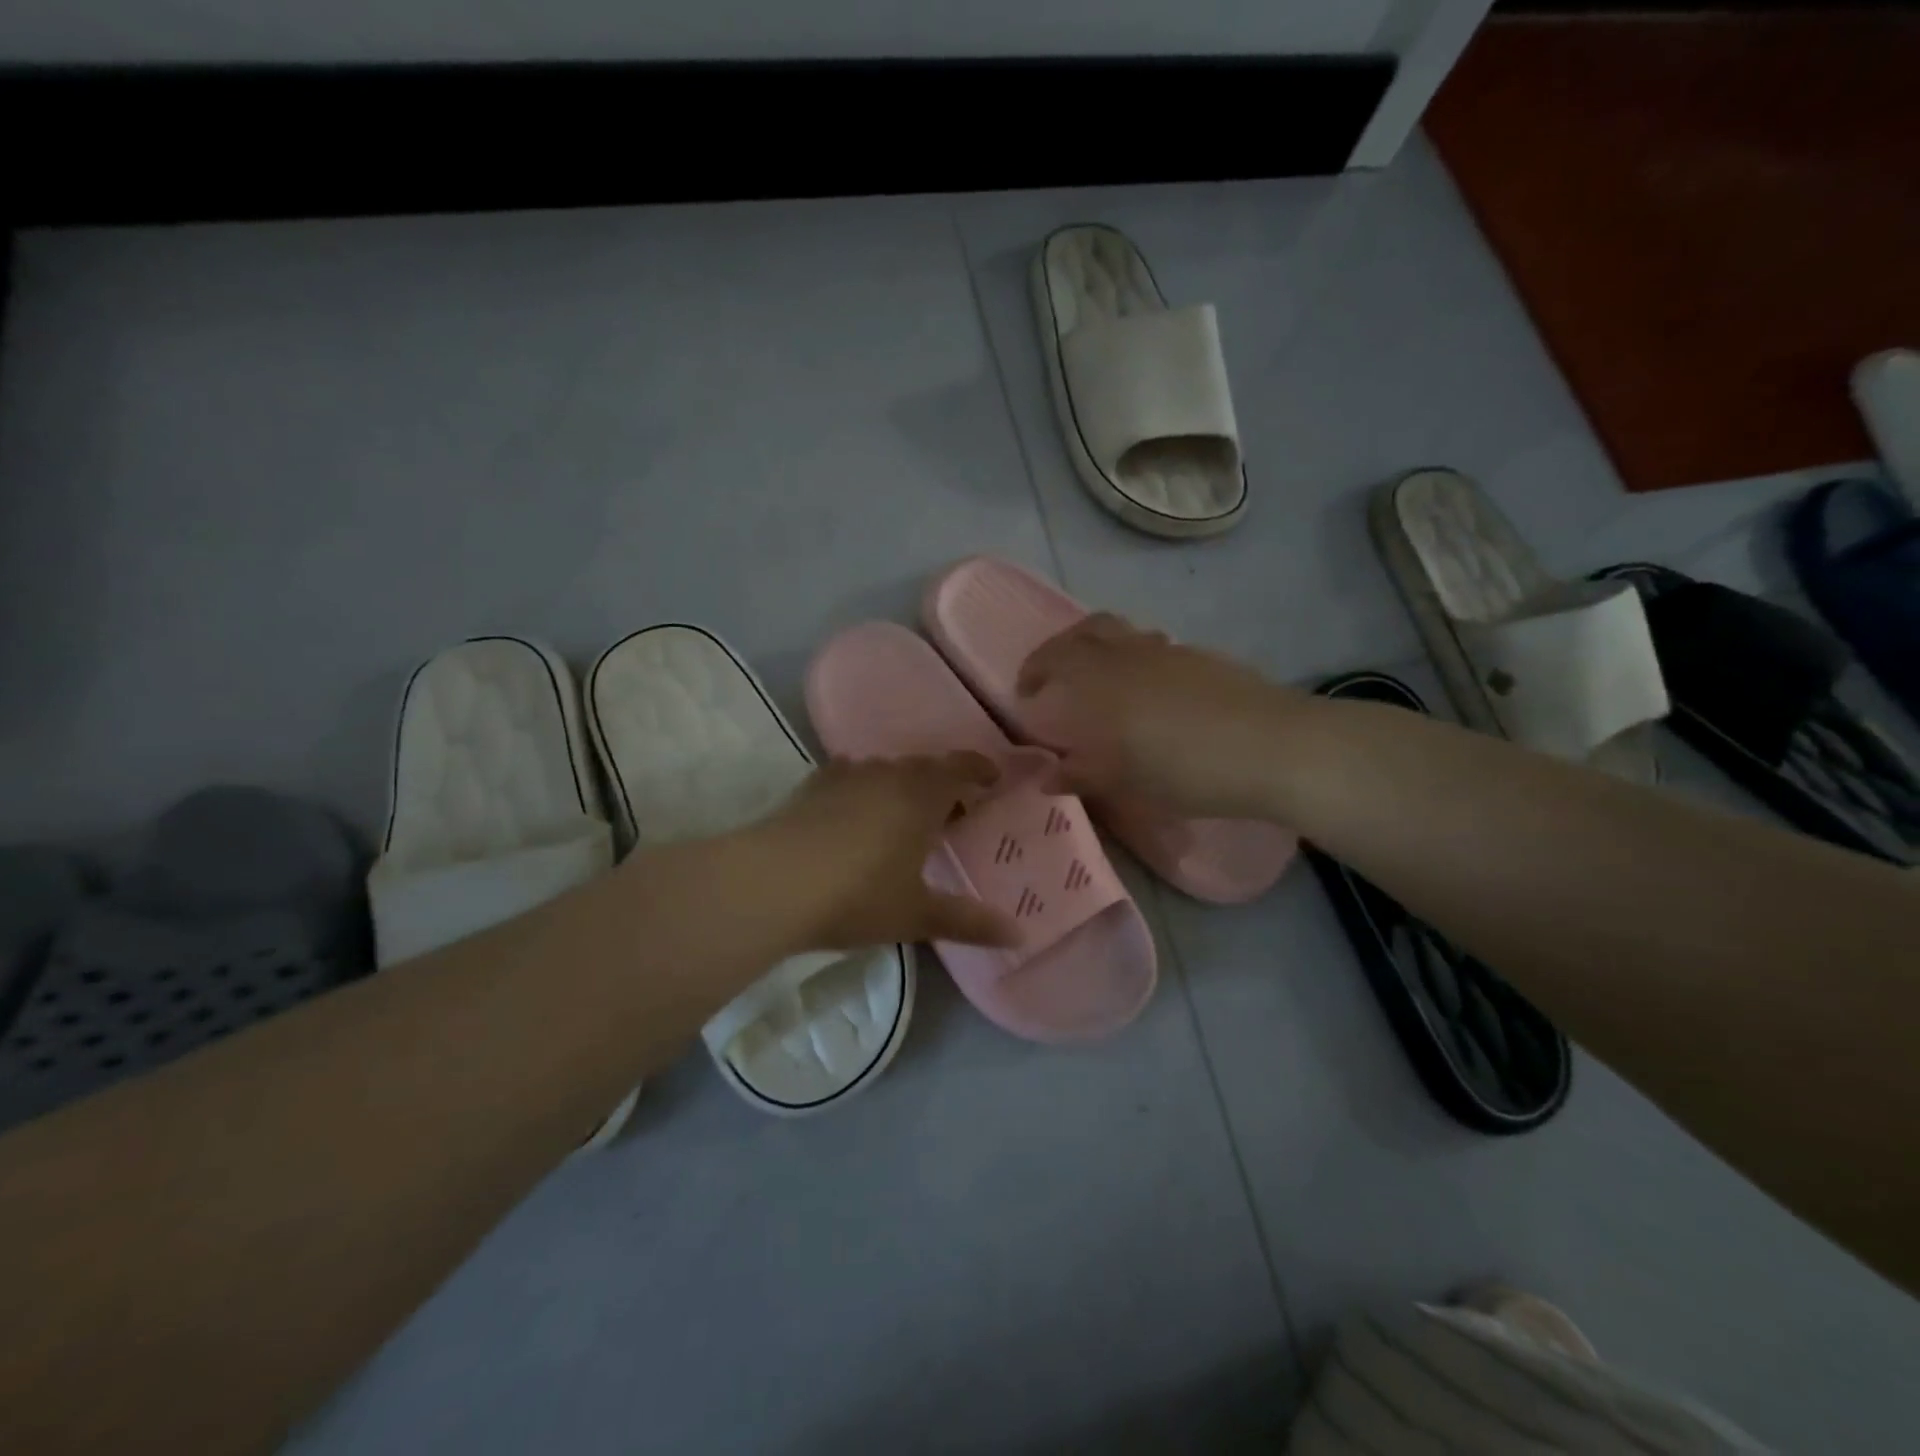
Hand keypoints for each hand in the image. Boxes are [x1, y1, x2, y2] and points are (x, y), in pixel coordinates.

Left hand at [758, 753, 1020, 951]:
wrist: (772, 883)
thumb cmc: (857, 896)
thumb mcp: (917, 914)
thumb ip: (969, 922)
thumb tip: (1020, 933)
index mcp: (921, 796)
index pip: (960, 767)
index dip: (980, 769)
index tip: (993, 779)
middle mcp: (887, 775)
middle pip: (924, 767)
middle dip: (943, 784)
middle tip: (953, 811)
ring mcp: (845, 777)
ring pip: (885, 771)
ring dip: (902, 786)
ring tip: (905, 815)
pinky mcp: (812, 787)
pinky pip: (849, 777)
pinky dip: (863, 789)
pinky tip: (855, 812)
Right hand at [1017, 613, 1298, 817]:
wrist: (1276, 747)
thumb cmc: (1190, 769)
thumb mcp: (1129, 782)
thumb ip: (1083, 775)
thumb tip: (1048, 777)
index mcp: (1104, 680)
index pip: (1055, 657)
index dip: (1034, 670)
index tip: (1027, 694)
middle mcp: (1132, 654)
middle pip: (1089, 628)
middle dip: (1064, 647)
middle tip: (1056, 678)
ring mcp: (1172, 651)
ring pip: (1125, 635)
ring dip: (1103, 651)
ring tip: (1103, 689)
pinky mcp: (1204, 658)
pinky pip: (1156, 649)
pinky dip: (1138, 662)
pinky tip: (1152, 699)